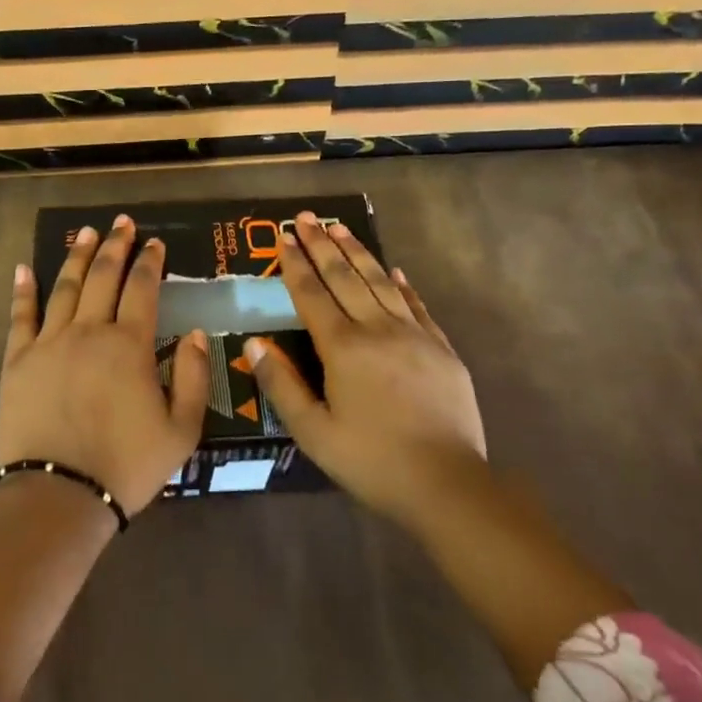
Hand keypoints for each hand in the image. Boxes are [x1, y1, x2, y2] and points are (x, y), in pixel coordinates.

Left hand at [0, 215, 208, 517]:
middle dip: (115, 246)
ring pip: (65, 287)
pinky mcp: (17, 361)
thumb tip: (195, 333)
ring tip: (85, 232)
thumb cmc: (126, 465)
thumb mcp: (181, 430)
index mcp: (129, 345)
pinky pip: (21, 317)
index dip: (150, 262)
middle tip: (121, 223)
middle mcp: (89, 332)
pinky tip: (24, 268)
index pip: (143, 289)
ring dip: (77, 256)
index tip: (155, 243)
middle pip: (103, 277)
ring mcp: (49, 343)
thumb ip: (193, 377)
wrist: (60, 494)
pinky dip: (23, 290)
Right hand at [246, 212, 486, 530]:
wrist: (448, 484)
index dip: (295, 264)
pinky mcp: (441, 349)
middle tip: (306, 217)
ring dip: (358, 252)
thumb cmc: (372, 461)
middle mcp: (377, 329)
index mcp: (343, 348)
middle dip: (322, 245)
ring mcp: (414, 335)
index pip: (312, 294)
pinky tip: (394, 270)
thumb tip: (253, 343)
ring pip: (381, 282)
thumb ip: (282, 384)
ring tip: (341, 228)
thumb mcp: (314, 433)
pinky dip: (402, 284)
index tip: (283, 236)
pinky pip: (416, 305)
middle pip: (345, 277)